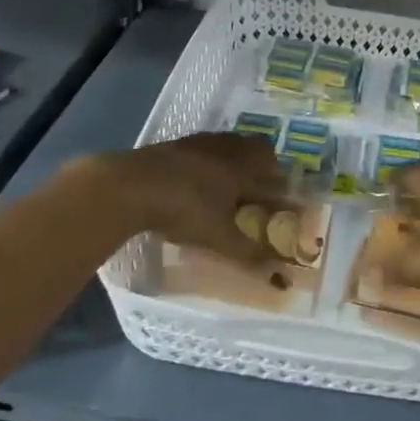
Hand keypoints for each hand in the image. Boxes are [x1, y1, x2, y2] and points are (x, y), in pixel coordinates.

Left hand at [78, 133, 290, 266]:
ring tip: (233, 177)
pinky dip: (212, 156)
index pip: (273, 176)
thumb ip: (249, 254)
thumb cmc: (183, 209)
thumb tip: (281, 277)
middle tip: (263, 184)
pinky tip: (199, 174)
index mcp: (243, 170)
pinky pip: (207, 145)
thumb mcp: (218, 237)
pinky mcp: (177, 143)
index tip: (287, 201)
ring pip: (231, 143)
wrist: (132, 184)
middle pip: (257, 148)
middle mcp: (228, 150)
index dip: (282, 189)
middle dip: (266, 164)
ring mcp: (201, 143)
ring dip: (239, 156)